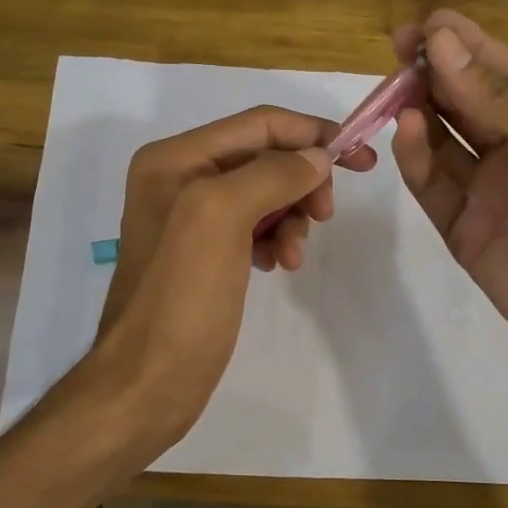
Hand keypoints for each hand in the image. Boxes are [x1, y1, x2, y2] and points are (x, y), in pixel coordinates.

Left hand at [86, 106, 377, 455]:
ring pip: (266, 193)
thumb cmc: (181, 298)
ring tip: (294, 256)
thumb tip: (317, 157)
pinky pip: (255, 226)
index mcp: (175, 158)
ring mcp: (192, 217)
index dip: (312, 134)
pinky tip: (278, 265)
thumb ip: (272, 175)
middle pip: (265, 157)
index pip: (259, 124)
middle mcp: (180, 178)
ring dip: (292, 217)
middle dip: (302, 181)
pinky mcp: (205, 252)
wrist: (147, 383)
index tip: (361, 159)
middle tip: (326, 215)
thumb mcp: (221, 218)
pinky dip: (276, 239)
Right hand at [390, 10, 507, 400]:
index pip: (501, 72)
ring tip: (396, 87)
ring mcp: (487, 192)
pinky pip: (433, 187)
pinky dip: (416, 158)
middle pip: (464, 101)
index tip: (426, 24)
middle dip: (432, 72)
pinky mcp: (464, 232)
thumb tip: (439, 45)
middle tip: (398, 48)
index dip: (464, 45)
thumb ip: (504, 99)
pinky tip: (406, 130)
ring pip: (441, 140)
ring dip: (418, 110)